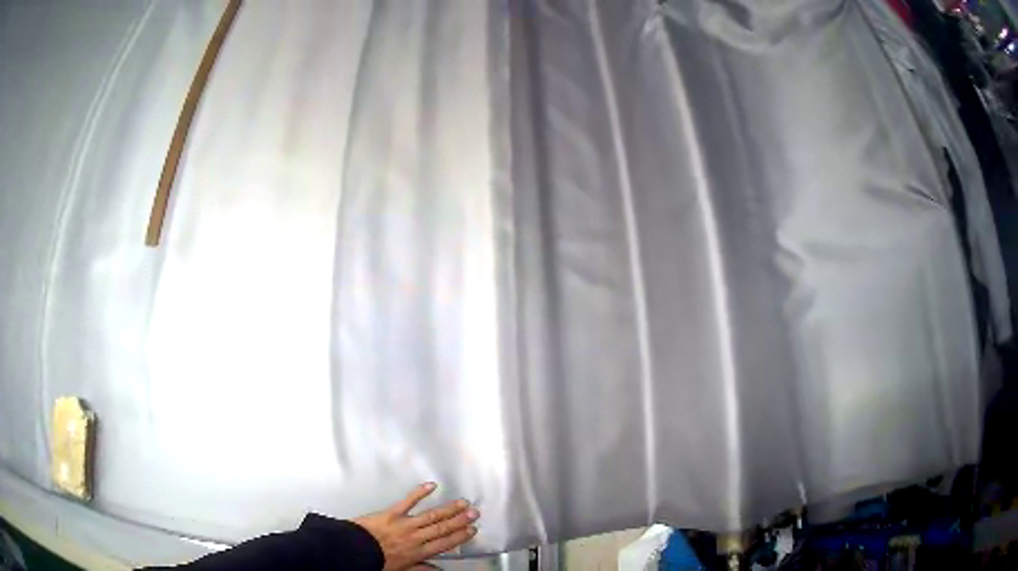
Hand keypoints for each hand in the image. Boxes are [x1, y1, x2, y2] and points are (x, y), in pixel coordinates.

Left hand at [353, 483, 478, 569]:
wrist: (354, 550)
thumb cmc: (377, 562)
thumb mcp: (402, 570)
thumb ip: (422, 568)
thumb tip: (440, 570)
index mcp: (418, 553)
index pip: (444, 544)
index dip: (459, 537)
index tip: (472, 530)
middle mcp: (415, 538)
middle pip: (442, 528)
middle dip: (459, 520)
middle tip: (474, 512)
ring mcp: (405, 524)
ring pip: (431, 515)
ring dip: (448, 509)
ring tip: (462, 502)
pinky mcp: (391, 512)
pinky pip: (408, 501)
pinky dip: (420, 492)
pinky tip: (431, 485)